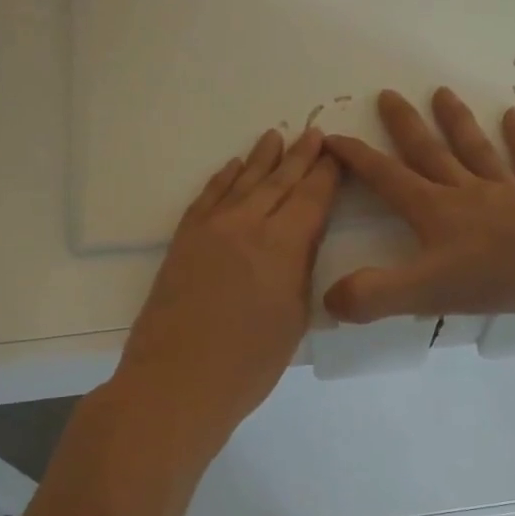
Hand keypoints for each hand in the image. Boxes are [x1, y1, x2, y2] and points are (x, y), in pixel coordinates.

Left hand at [115, 128, 339, 456]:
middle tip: (314, 134)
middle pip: (279, 182)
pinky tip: (232, 167)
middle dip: (300, 158)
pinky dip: (223, 179)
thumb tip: (302, 240)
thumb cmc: (249, 363)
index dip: (327, 174)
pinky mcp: (183, 241)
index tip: (337, 154)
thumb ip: (300, 270)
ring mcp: (210, 229)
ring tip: (276, 137)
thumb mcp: (294, 319)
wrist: (177, 381)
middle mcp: (247, 225)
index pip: (312, 198)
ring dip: (262, 159)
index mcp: (283, 245)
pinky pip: (207, 197)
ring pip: (242, 183)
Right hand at [323, 88, 514, 323]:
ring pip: (475, 150)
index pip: (386, 178)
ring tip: (443, 94)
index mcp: (433, 210)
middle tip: (388, 94)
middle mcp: (465, 192)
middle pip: (429, 153)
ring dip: (457, 123)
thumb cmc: (499, 273)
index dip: (357, 159)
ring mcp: (506, 192)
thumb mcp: (426, 292)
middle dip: (405, 126)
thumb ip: (375, 294)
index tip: (332, 136)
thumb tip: (330, 299)